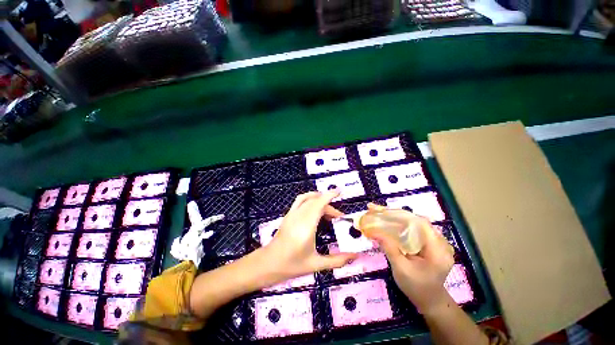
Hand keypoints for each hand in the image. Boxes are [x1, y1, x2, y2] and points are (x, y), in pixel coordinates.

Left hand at [262, 191, 356, 278]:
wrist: (268, 264)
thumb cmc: (292, 265)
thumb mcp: (316, 264)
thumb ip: (337, 260)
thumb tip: (355, 256)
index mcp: (306, 226)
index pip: (319, 204)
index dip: (329, 195)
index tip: (339, 192)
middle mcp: (298, 216)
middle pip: (316, 201)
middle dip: (329, 204)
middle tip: (338, 217)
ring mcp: (291, 214)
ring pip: (307, 198)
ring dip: (319, 199)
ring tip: (328, 209)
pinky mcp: (288, 215)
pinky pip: (300, 201)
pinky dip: (310, 199)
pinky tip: (315, 208)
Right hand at [367, 203, 454, 313]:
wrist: (430, 301)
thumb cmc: (416, 287)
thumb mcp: (401, 269)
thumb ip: (389, 248)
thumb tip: (374, 231)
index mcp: (437, 249)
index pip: (420, 223)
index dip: (400, 214)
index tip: (381, 211)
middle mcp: (439, 241)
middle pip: (415, 220)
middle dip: (394, 214)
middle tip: (375, 209)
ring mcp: (435, 241)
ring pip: (413, 223)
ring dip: (395, 217)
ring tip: (378, 213)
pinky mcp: (429, 243)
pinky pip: (413, 229)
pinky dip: (400, 224)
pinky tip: (388, 222)